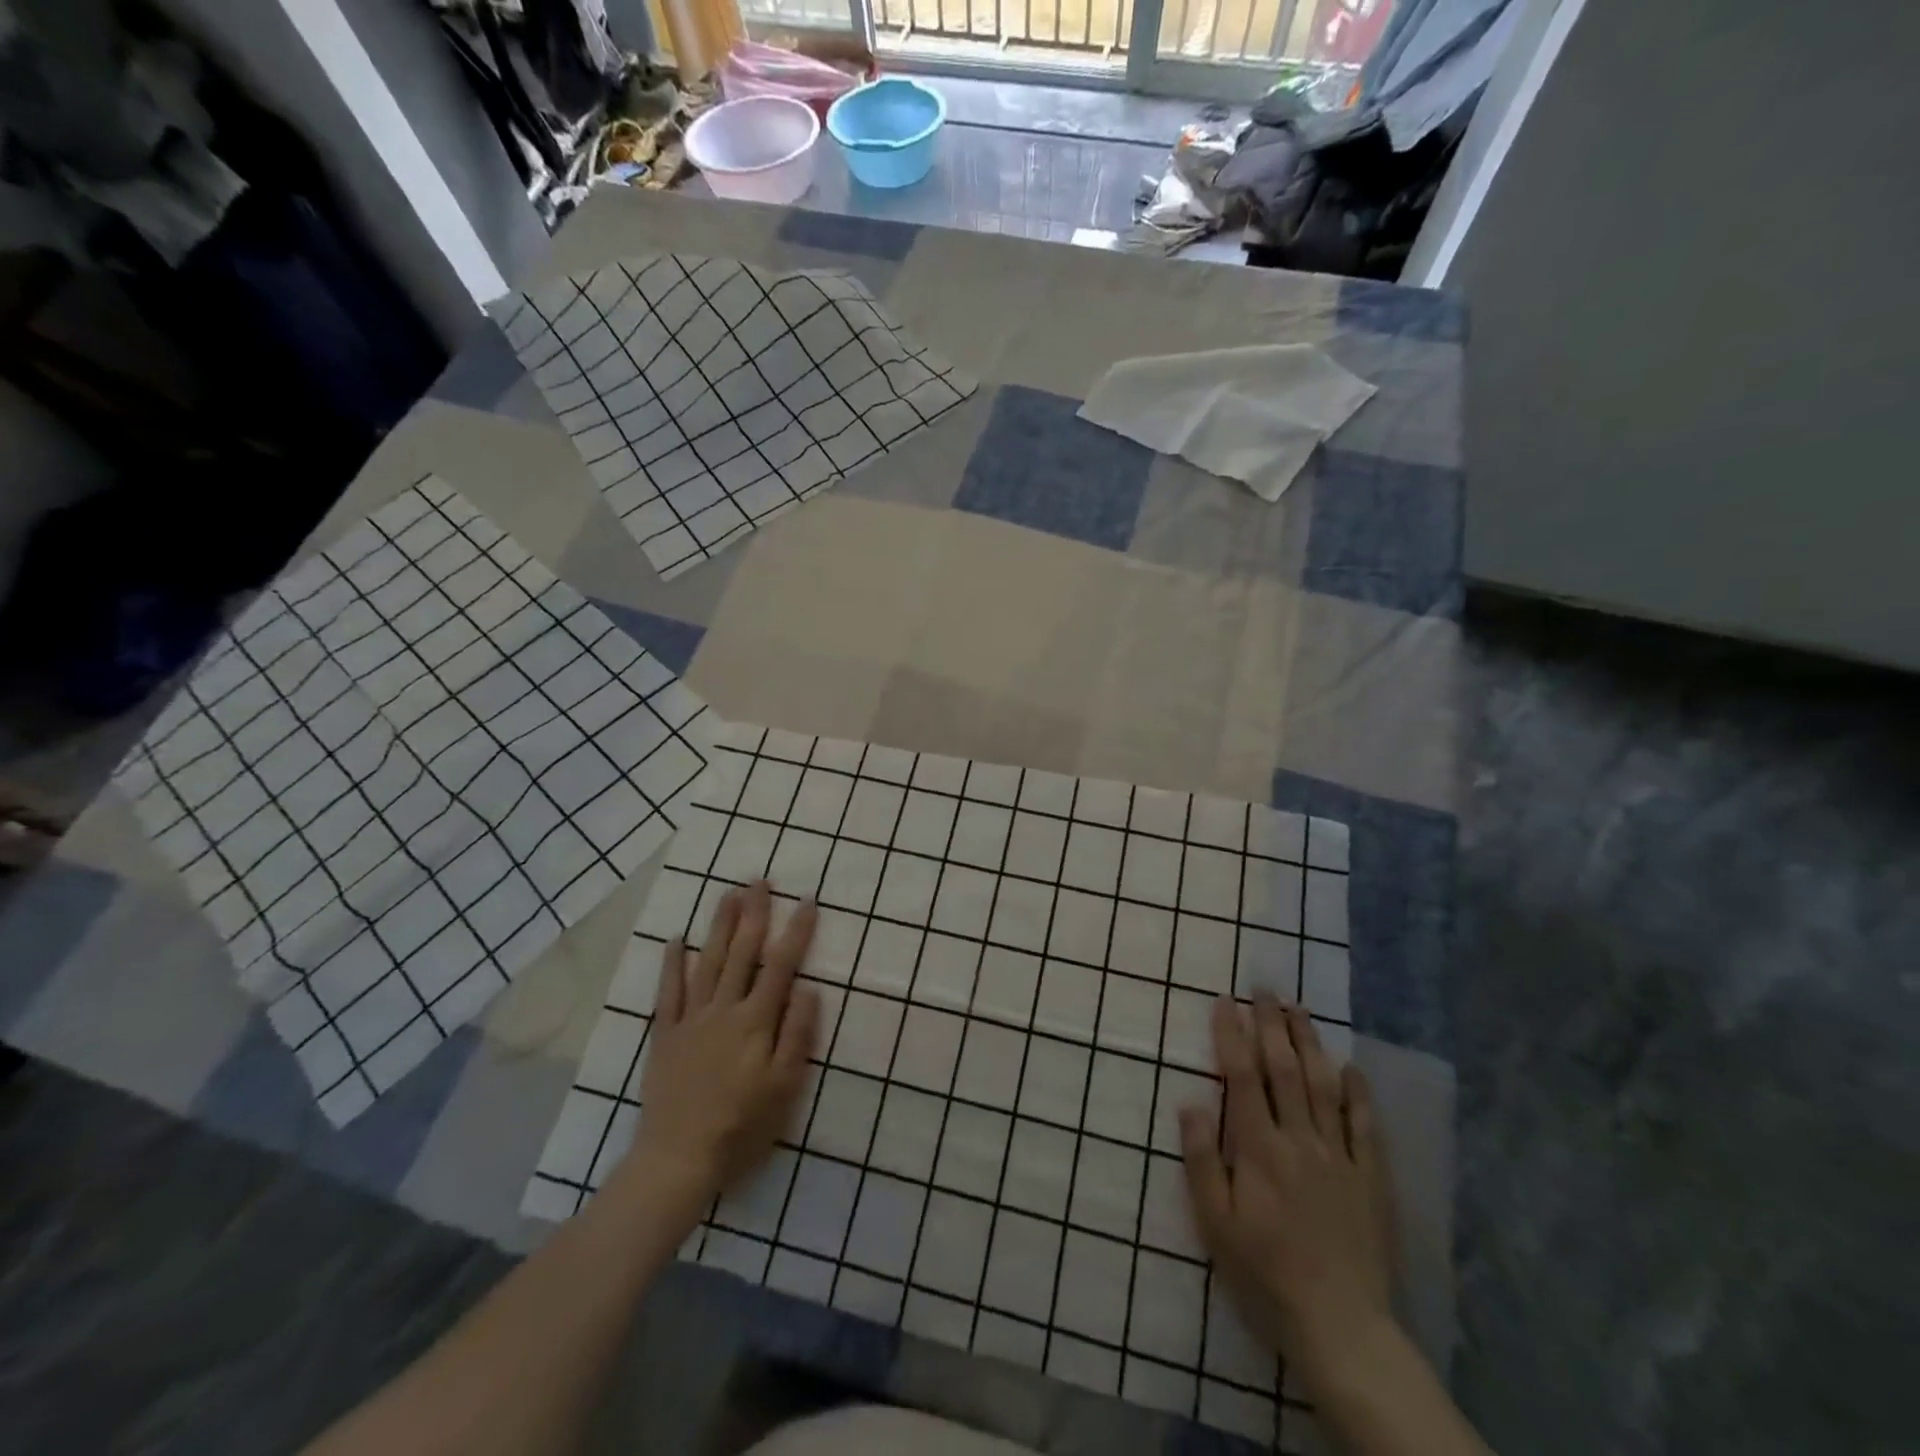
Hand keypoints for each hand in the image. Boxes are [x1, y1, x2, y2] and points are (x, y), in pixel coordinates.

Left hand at [618, 881, 818, 1206]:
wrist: (678, 1158)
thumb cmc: (741, 1125)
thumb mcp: (784, 1086)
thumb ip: (796, 1034)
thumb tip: (807, 987)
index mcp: (756, 1021)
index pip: (781, 965)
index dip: (797, 931)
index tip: (808, 900)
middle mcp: (724, 1010)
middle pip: (742, 953)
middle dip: (754, 914)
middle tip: (760, 880)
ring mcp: (692, 1019)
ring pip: (708, 962)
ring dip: (720, 926)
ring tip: (728, 894)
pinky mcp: (667, 1034)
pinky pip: (669, 992)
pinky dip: (672, 964)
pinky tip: (676, 939)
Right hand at [1180, 996, 1393, 1384]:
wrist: (1341, 1328)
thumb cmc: (1265, 1274)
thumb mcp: (1216, 1225)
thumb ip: (1202, 1161)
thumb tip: (1190, 1103)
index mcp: (1259, 1149)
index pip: (1242, 1077)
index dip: (1231, 1035)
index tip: (1225, 1002)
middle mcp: (1299, 1140)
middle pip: (1284, 1070)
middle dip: (1271, 1024)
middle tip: (1264, 989)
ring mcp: (1339, 1157)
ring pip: (1323, 1086)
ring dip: (1309, 1043)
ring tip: (1299, 1010)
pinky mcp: (1370, 1179)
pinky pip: (1365, 1126)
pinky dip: (1359, 1093)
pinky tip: (1351, 1067)